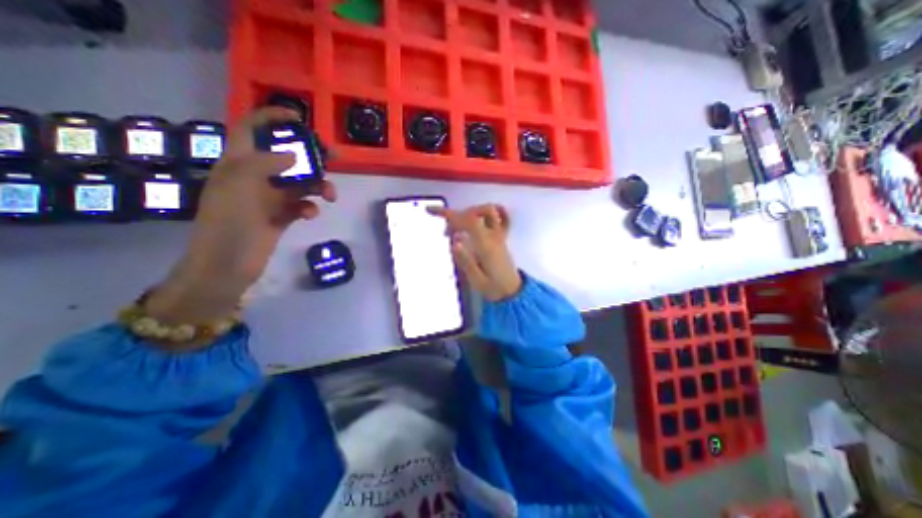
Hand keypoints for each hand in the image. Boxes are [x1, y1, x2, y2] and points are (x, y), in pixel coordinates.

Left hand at [147, 106, 336, 329]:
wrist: (227, 264)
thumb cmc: (229, 223)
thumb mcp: (240, 186)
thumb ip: (266, 164)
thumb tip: (294, 156)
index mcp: (239, 163)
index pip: (252, 129)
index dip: (271, 118)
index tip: (299, 118)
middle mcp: (256, 176)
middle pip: (287, 156)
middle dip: (310, 155)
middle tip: (334, 157)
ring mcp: (270, 197)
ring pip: (301, 182)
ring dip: (318, 186)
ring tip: (330, 196)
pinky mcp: (282, 215)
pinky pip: (302, 204)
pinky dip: (310, 207)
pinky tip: (310, 215)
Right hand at [429, 201, 521, 300]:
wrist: (513, 292)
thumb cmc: (495, 288)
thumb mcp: (477, 281)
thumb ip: (466, 261)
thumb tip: (454, 242)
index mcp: (486, 246)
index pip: (468, 222)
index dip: (449, 214)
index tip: (431, 210)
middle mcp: (494, 237)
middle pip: (474, 214)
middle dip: (455, 217)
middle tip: (445, 232)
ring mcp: (500, 235)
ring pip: (487, 212)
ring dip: (470, 213)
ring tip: (459, 226)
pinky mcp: (502, 237)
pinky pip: (498, 218)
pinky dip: (485, 214)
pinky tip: (478, 219)